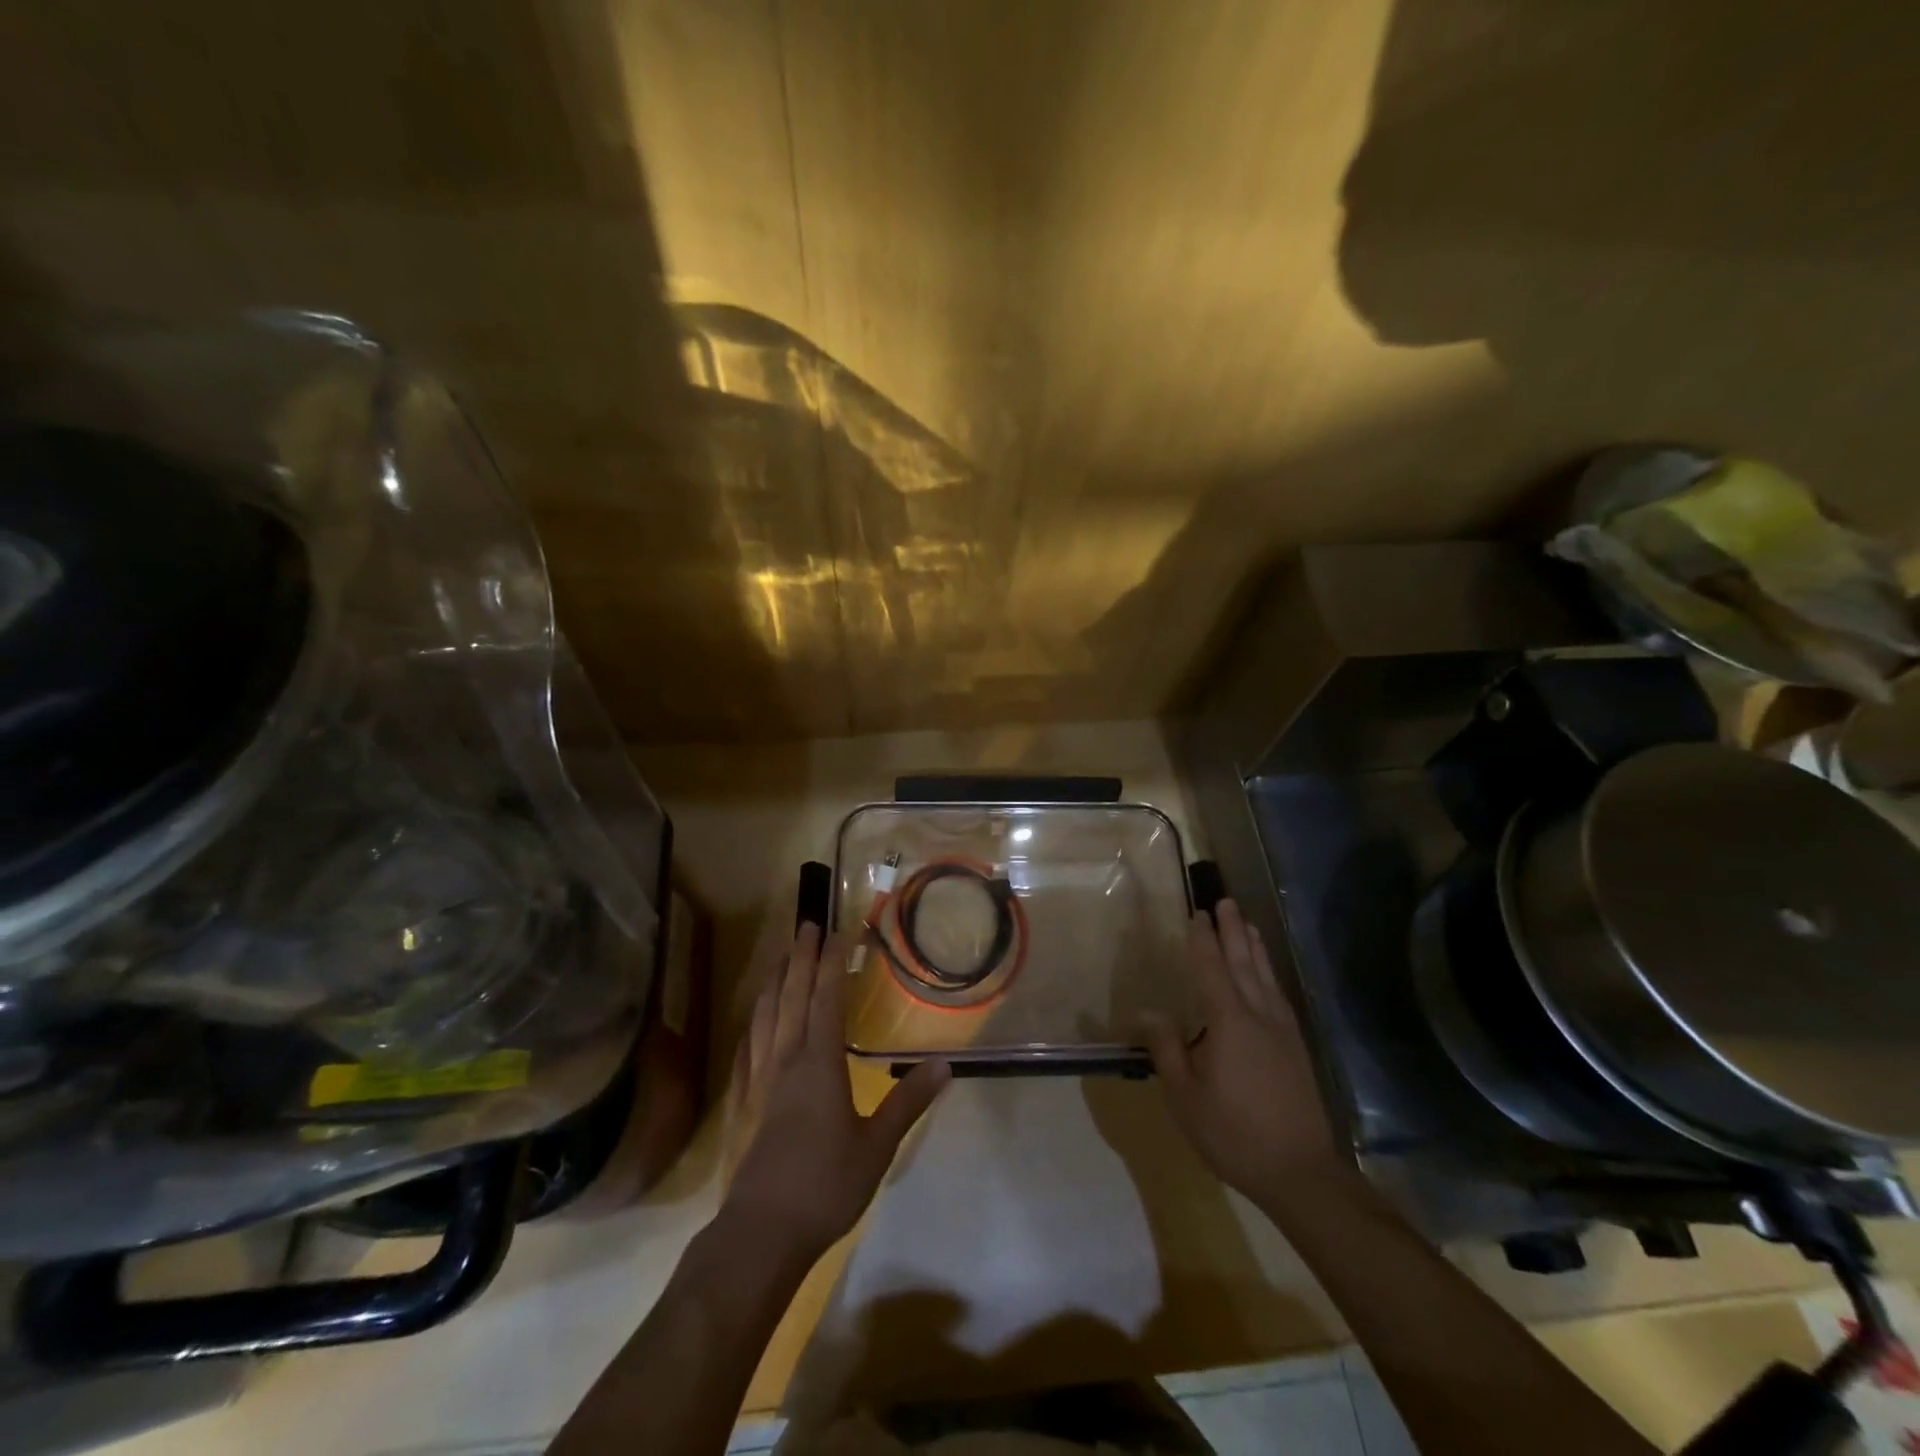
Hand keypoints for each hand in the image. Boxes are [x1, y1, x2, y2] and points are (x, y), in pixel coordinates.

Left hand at [722, 924, 950, 1263]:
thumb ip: (908, 1103)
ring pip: (766, 1015)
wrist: (760, 1234)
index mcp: (819, 1064)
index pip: (827, 998)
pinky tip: (756, 1019)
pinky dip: (755, 1020)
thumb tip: (945, 1065)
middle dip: (801, 957)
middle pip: (793, 995)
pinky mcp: (744, 1101)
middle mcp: (786, 1059)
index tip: (839, 931)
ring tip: (783, 957)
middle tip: (807, 925)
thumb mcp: (877, 1147)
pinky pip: (748, 1045)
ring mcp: (760, 1079)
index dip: (833, 962)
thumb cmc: (825, 1186)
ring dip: (776, 980)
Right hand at [1142, 899, 1340, 1206]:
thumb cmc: (1233, 1133)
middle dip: (1233, 931)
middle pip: (1243, 963)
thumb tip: (1147, 1011)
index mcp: (1229, 1022)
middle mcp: (1258, 1016)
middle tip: (1225, 901)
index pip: (1212, 969)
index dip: (1202, 940)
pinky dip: (1269, 974)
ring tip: (1246, 923)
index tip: (1196, 914)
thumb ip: (1166, 1049)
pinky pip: (1279, 995)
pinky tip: (1267, 975)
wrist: (1300, 1172)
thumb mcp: (1185, 1096)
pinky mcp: (1296, 1047)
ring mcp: (1282, 1031)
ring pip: (1265, 976)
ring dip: (1254, 946)